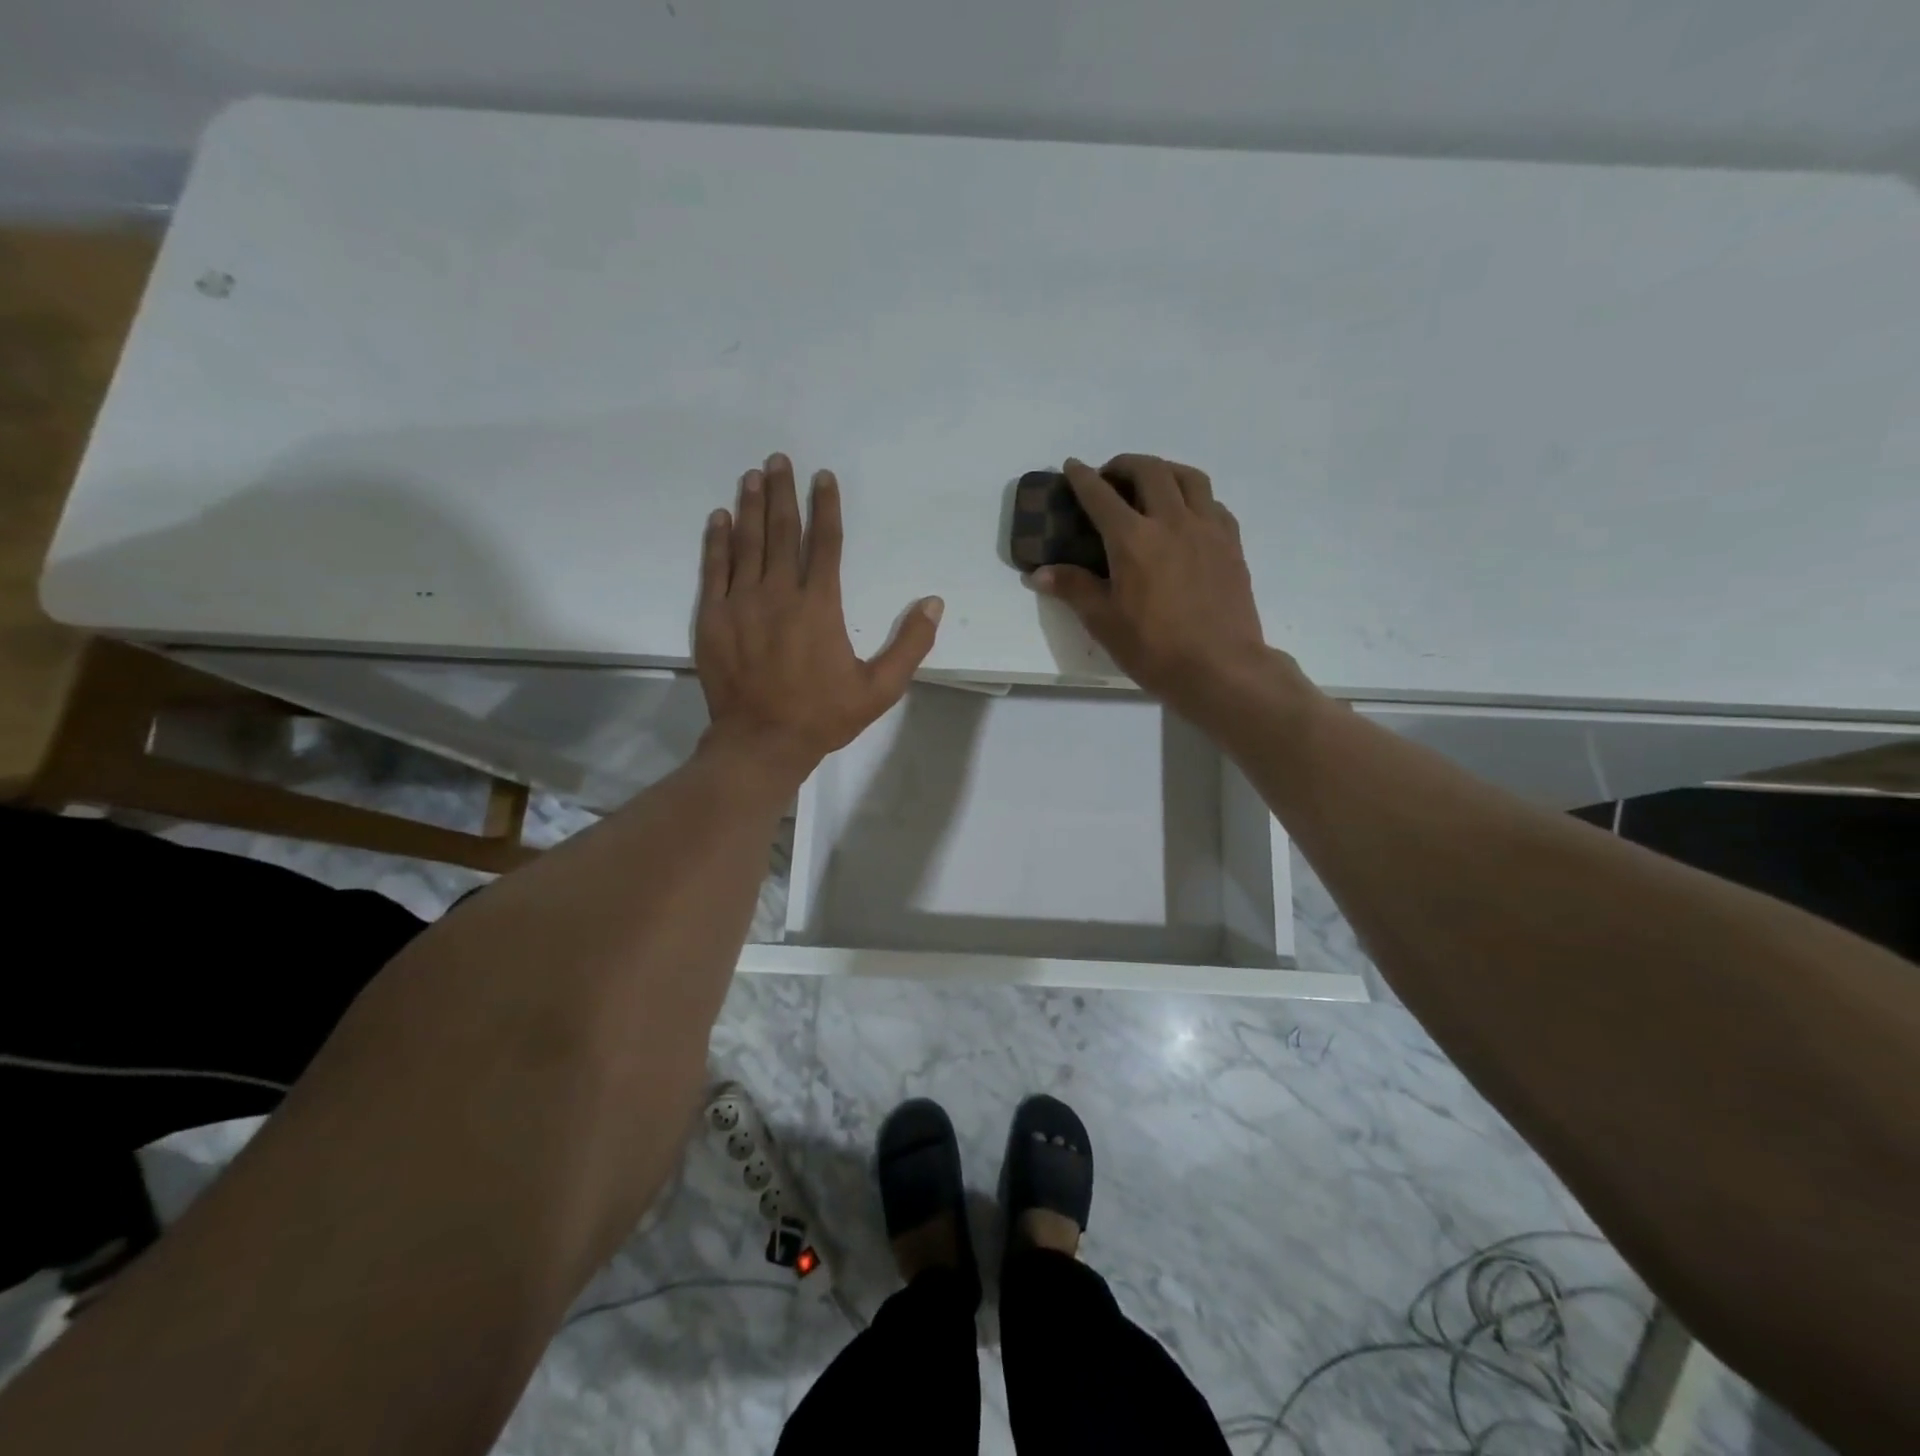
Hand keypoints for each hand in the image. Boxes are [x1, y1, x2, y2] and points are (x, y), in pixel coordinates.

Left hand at [695, 453, 941, 783]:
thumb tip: (934, 603)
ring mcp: (741, 604)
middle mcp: (779, 594)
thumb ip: (910, 644)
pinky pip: (715, 569)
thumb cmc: (823, 716)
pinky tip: (720, 518)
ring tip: (753, 476)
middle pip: (782, 532)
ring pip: (747, 543)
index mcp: (819, 606)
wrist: (761, 742)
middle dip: (783, 493)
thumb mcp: (880, 689)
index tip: (823, 478)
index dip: (826, 507)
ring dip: (751, 506)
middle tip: (779, 460)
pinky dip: (717, 541)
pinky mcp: (713, 618)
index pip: (825, 544)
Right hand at [1030, 454, 1285, 727]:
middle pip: (1149, 471)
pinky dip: (1194, 498)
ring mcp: (1207, 529)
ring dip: (1164, 471)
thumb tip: (1039, 573)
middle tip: (1111, 477)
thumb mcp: (1104, 622)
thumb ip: (1073, 588)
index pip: (1101, 496)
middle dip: (1124, 465)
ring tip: (1151, 484)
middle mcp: (1172, 522)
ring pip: (1188, 477)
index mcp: (1133, 540)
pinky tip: (1187, 516)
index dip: (1082, 478)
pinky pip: (1213, 503)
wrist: (1220, 668)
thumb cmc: (1155, 648)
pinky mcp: (1231, 544)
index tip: (1072, 466)